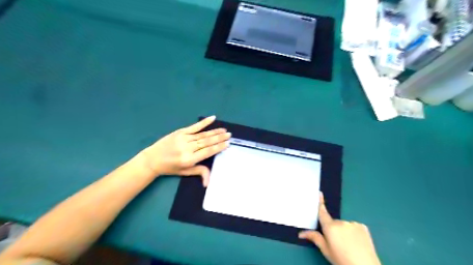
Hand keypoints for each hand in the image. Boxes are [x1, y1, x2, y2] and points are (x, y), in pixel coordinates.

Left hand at [139, 116, 229, 186]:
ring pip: (203, 135)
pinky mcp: (180, 132)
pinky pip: (194, 127)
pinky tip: (212, 118)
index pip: (207, 152)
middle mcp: (188, 148)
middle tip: (229, 135)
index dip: (218, 147)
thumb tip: (209, 182)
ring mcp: (184, 138)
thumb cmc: (170, 168)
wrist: (152, 159)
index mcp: (189, 159)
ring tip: (224, 130)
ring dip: (215, 132)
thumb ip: (199, 172)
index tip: (227, 143)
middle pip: (207, 142)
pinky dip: (204, 122)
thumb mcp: (185, 172)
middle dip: (219, 138)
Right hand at [299, 192, 378, 264]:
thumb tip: (300, 233)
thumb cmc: (341, 260)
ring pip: (344, 225)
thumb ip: (315, 238)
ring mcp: (353, 223)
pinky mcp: (363, 226)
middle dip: (333, 230)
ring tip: (349, 245)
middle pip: (333, 222)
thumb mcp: (326, 250)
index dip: (320, 202)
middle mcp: (340, 222)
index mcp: (330, 227)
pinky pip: (354, 226)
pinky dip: (353, 232)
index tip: (319, 192)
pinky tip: (357, 243)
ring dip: (344, 231)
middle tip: (337, 244)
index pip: (322, 212)